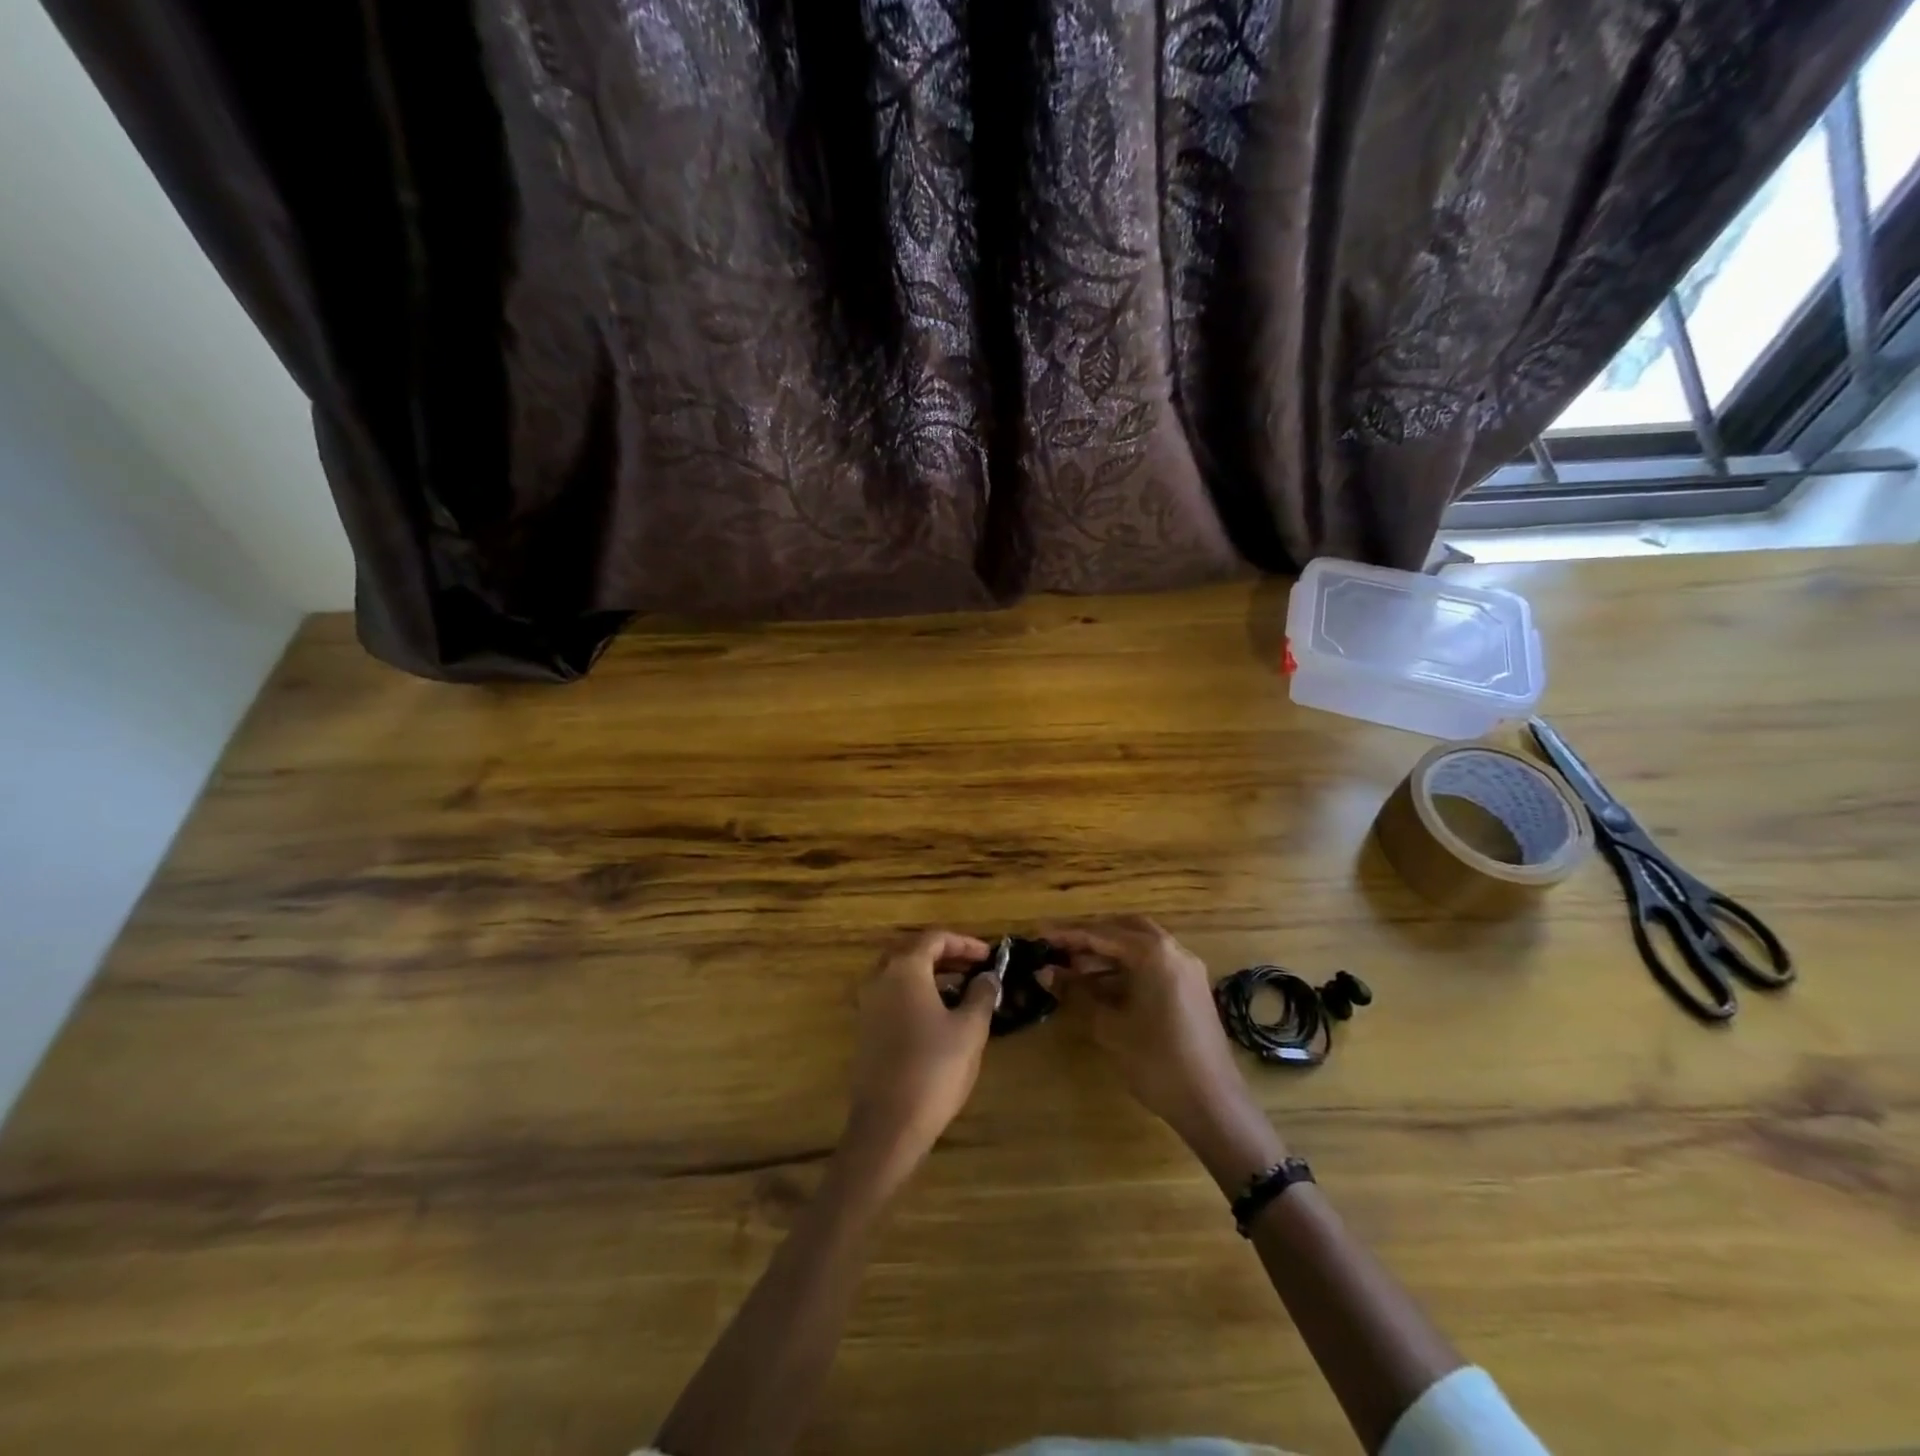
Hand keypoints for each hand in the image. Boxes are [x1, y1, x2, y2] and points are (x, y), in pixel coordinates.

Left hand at [844, 929, 997, 1179]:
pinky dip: (916, 992)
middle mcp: (880, 978)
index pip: (935, 938)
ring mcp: (868, 1003)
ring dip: (931, 974)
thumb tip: (988, 976)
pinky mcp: (865, 1028)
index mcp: (904, 969)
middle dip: (946, 955)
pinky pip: (893, 995)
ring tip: (963, 989)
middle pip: (913, 951)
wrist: (888, 1123)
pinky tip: (939, 1014)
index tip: (989, 956)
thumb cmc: (934, 1068)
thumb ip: (982, 994)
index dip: (965, 943)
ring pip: (901, 974)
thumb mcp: (970, 1029)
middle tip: (974, 967)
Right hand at [1046, 916, 1284, 1189]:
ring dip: (1107, 953)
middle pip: (1124, 929)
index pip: (1101, 934)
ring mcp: (1186, 969)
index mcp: (1154, 953)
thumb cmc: (1156, 1061)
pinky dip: (1125, 967)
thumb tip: (1044, 972)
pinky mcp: (1190, 989)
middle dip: (1090, 937)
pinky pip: (1153, 964)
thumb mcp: (1108, 1026)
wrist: (1212, 1105)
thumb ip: (1075, 993)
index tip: (1038, 935)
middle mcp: (1173, 951)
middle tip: (1058, 949)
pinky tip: (1101, 985)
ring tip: (1072, 969)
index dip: (1067, 935)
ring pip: (1139, 946)